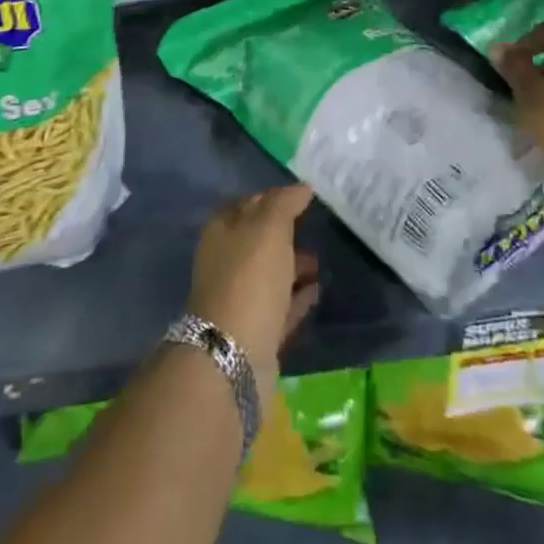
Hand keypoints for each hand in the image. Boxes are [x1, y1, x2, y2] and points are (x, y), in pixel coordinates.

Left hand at [187, 185, 320, 398]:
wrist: (234, 355)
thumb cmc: (249, 277)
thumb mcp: (269, 227)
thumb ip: (285, 203)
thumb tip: (303, 187)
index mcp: (222, 232)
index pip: (249, 204)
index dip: (273, 198)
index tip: (302, 197)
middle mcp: (226, 262)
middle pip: (259, 241)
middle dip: (286, 234)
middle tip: (315, 228)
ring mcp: (240, 299)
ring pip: (271, 274)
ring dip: (294, 266)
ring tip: (321, 262)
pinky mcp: (256, 331)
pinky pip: (281, 306)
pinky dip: (298, 297)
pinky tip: (318, 290)